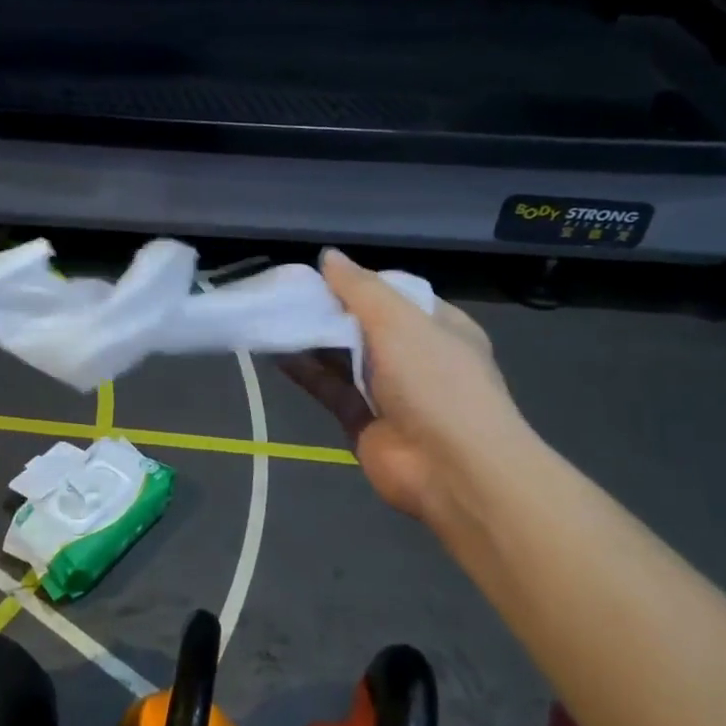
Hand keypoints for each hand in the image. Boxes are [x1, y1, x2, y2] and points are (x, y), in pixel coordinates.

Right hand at [279, 249, 525, 528]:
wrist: (451, 469)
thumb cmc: (435, 380)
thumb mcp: (399, 320)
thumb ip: (359, 287)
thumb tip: (328, 256)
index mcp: (439, 327)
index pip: (396, 295)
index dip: (359, 283)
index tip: (319, 275)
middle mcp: (416, 358)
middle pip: (364, 326)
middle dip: (328, 312)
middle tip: (286, 295)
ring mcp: (390, 393)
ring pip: (344, 358)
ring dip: (312, 340)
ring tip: (273, 318)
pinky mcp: (363, 421)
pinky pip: (330, 389)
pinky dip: (306, 372)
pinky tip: (276, 353)